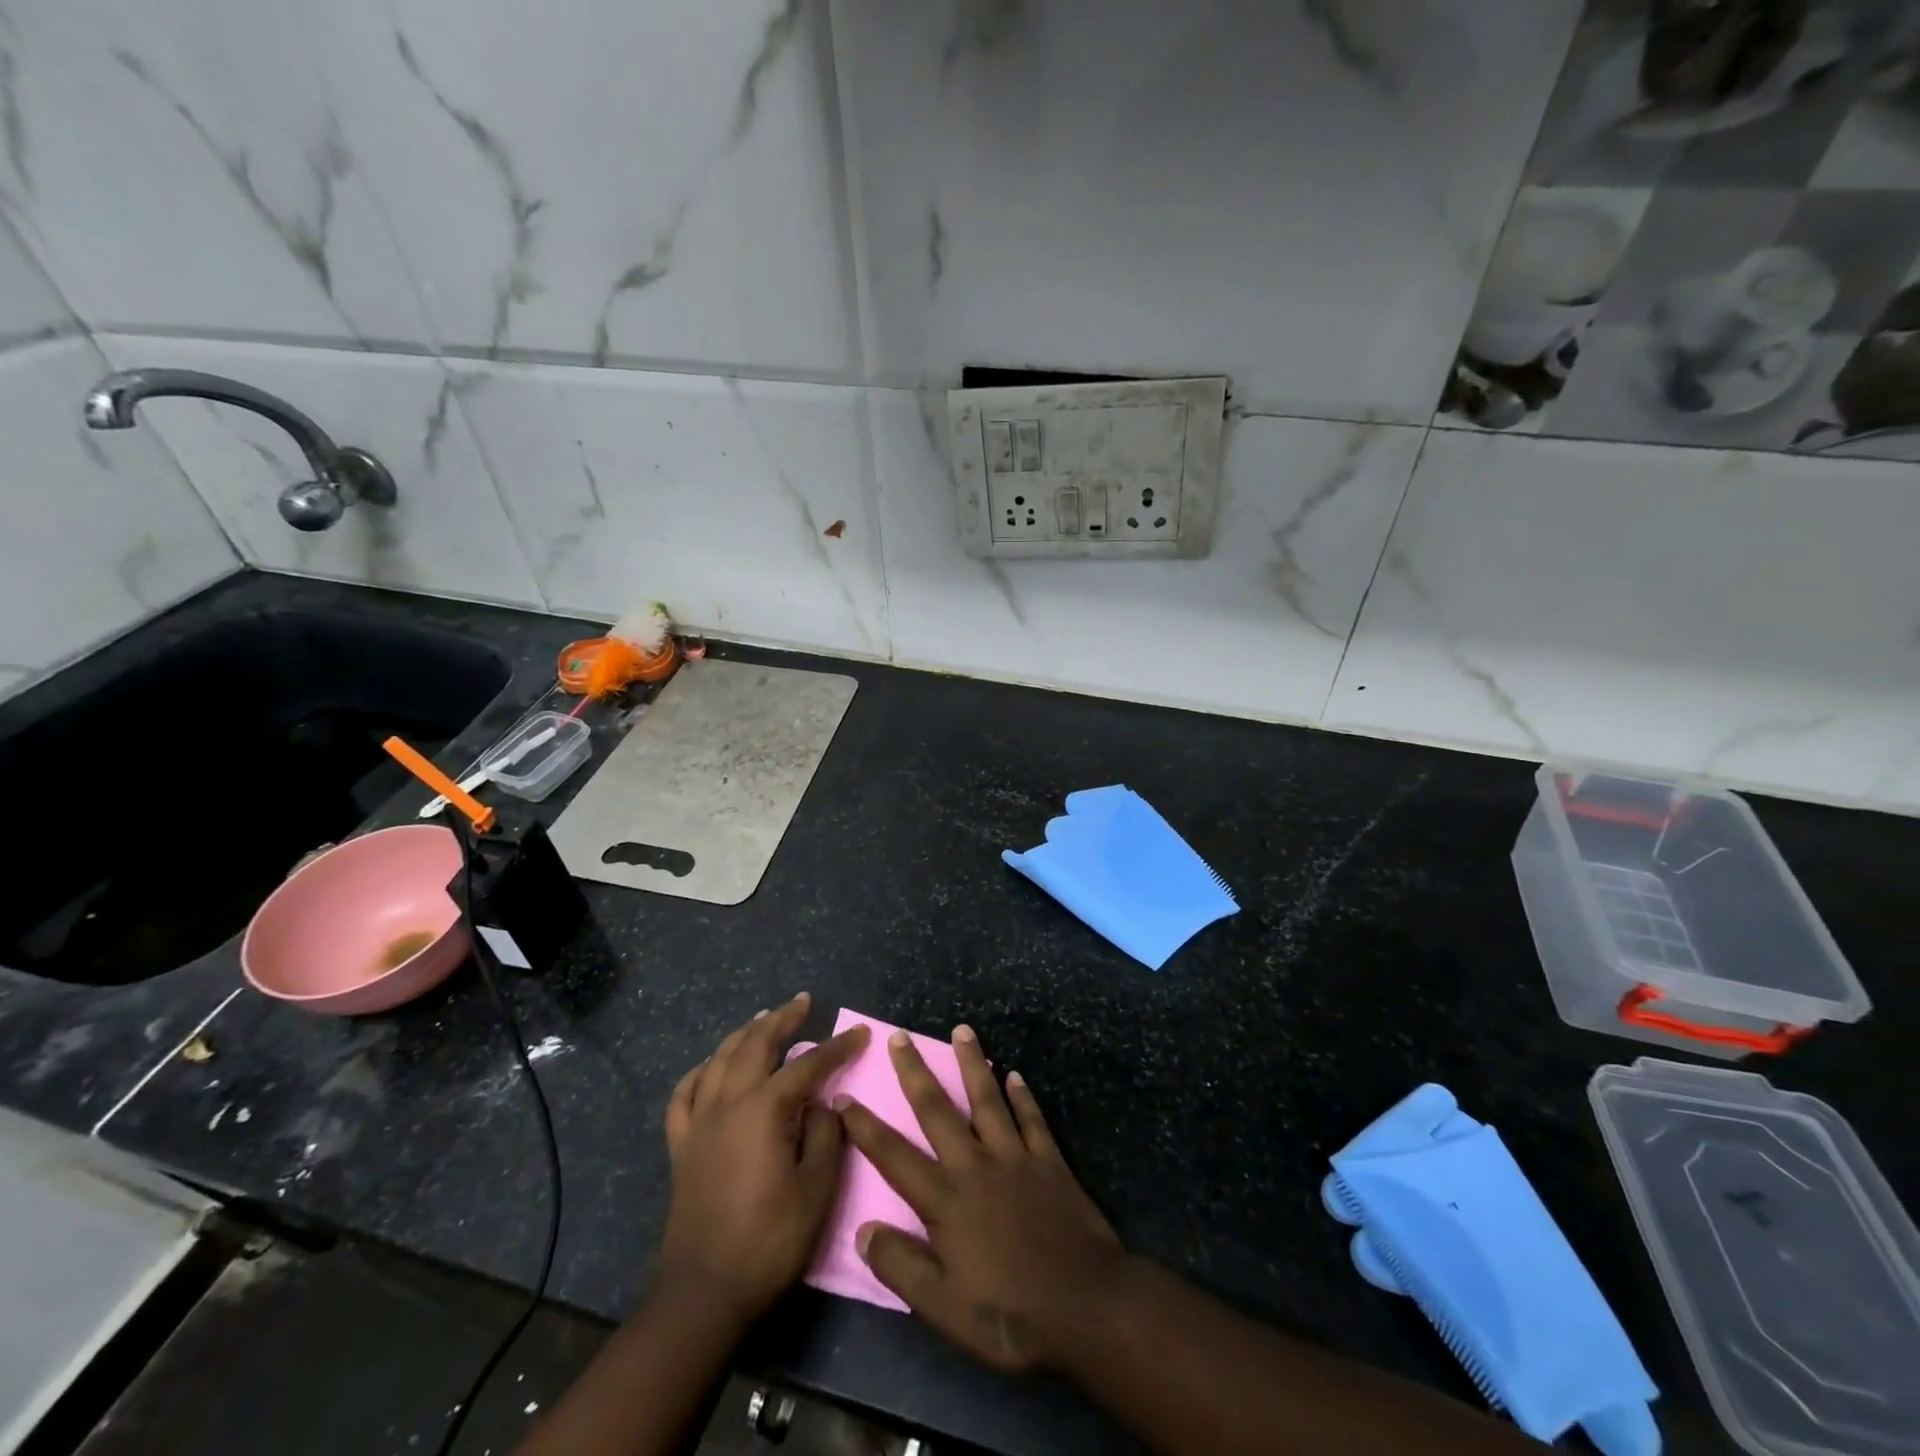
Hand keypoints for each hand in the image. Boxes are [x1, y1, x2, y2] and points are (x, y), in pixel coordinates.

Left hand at [660, 993, 869, 1327]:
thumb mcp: (817, 1190)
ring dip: (744, 1035)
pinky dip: (700, 1072)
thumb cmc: (769, 1241)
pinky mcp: (682, 1146)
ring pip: (719, 1060)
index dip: (837, 1047)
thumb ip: (826, 1136)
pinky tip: (710, 1067)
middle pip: (755, 1045)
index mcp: (764, 1110)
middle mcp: (729, 1103)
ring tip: (762, 1019)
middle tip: (803, 1003)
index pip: (808, 1065)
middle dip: (782, 1019)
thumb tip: (823, 1104)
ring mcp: (700, 1123)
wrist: (704, 1293)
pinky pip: (685, 1095)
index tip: (861, 1033)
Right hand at [839, 1026, 1126, 1374]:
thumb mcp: (943, 1308)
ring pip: (987, 1100)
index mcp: (945, 1200)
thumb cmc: (1010, 1315)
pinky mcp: (1049, 1162)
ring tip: (962, 1030)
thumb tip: (862, 1229)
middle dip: (915, 1072)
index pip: (894, 1156)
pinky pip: (1032, 1119)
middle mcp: (975, 1165)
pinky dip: (1023, 1096)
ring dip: (972, 1063)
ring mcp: (1015, 1158)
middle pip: (937, 1111)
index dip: (866, 1127)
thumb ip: (901, 1266)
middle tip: (899, 1037)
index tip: (843, 1097)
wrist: (1087, 1306)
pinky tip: (1015, 1074)